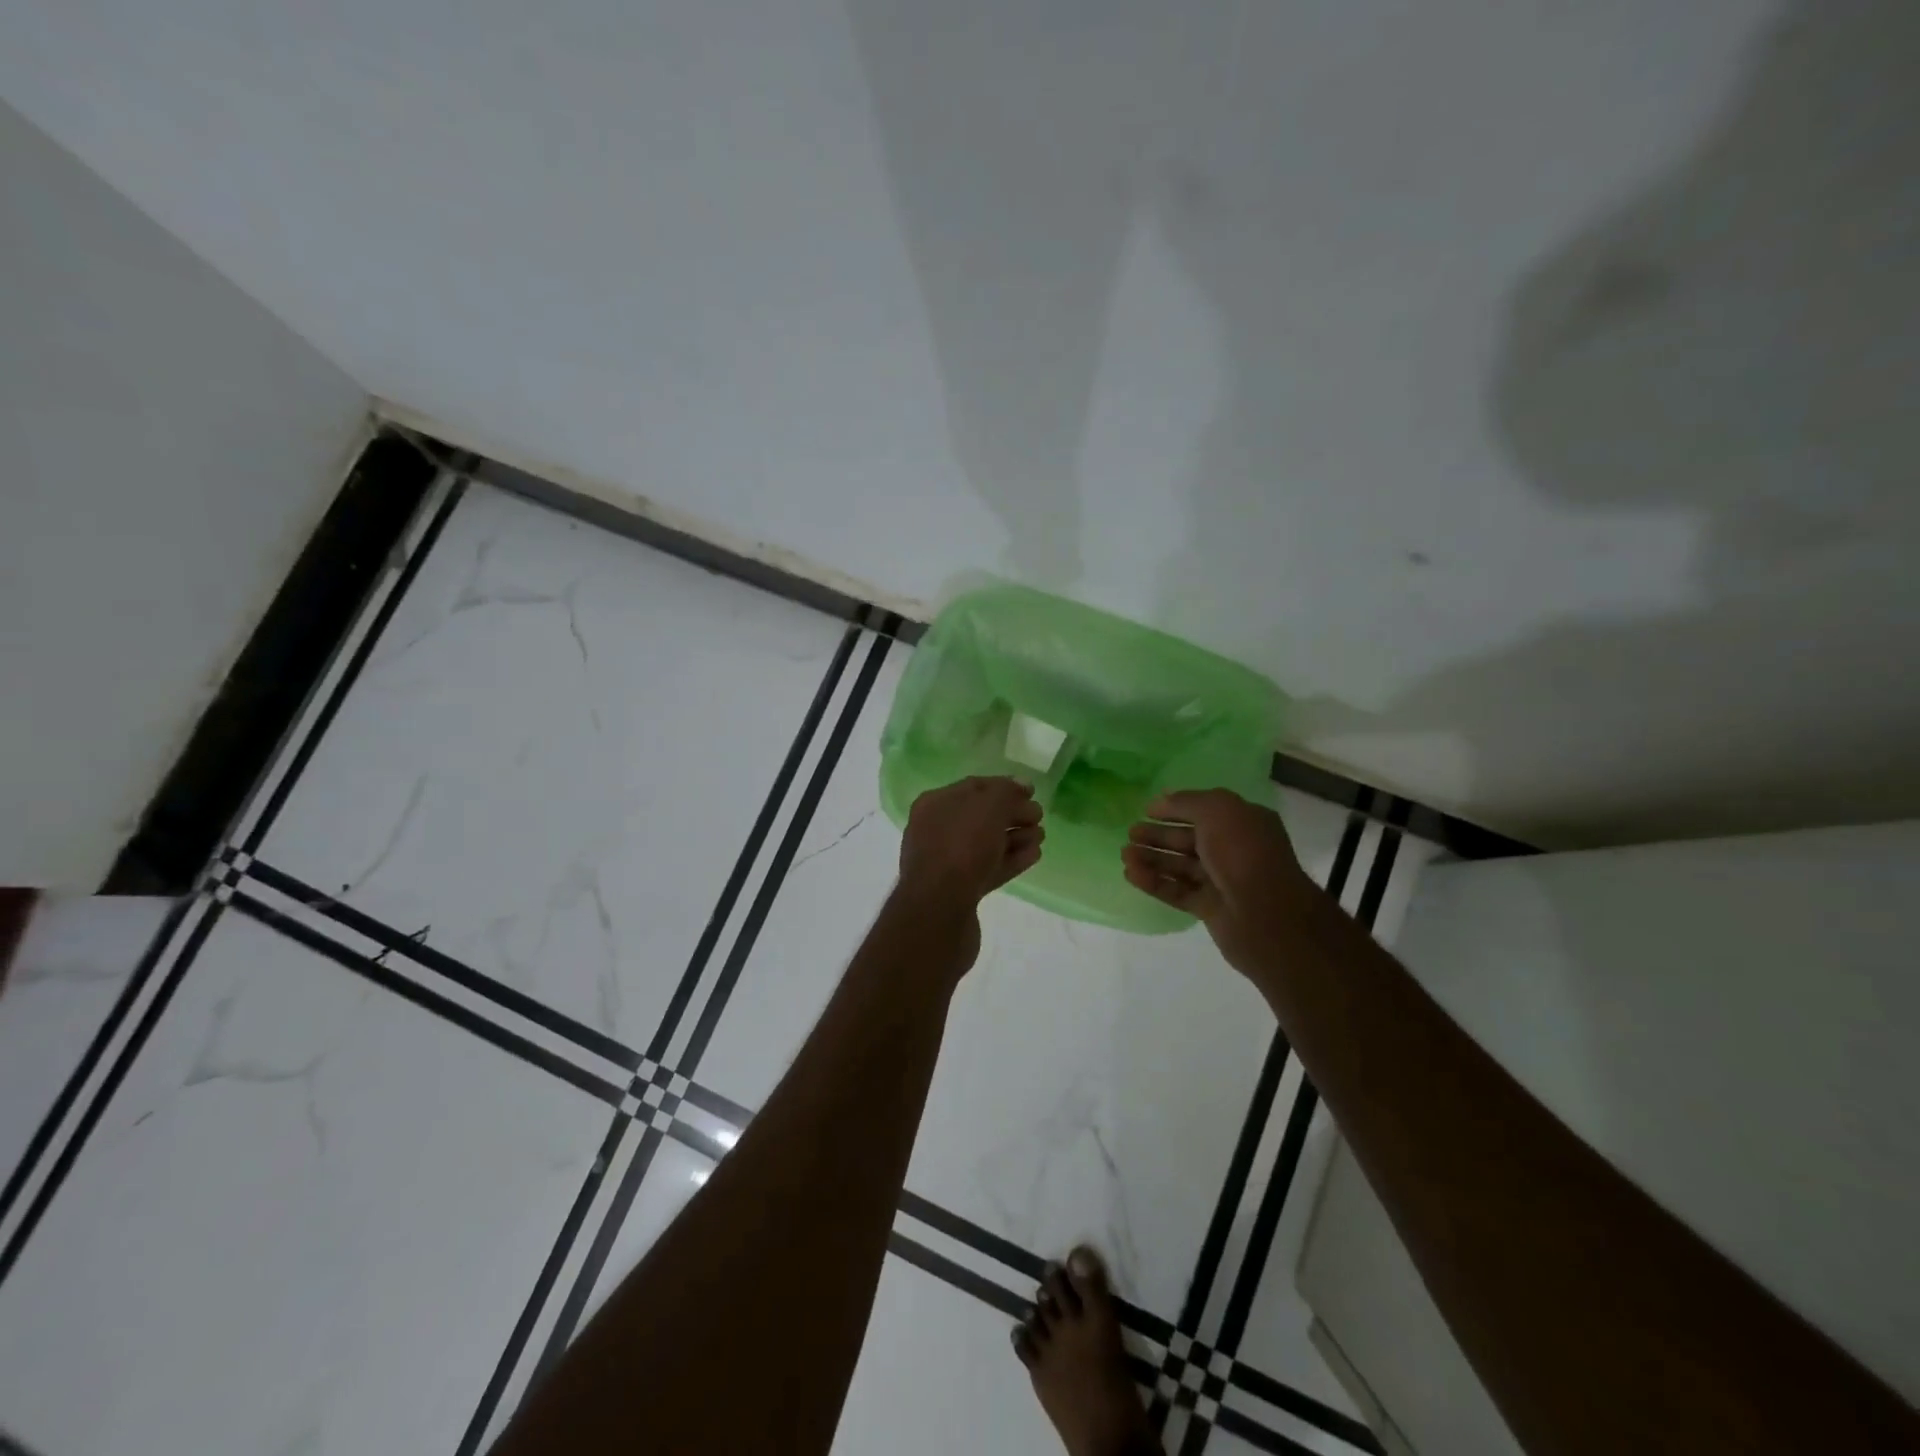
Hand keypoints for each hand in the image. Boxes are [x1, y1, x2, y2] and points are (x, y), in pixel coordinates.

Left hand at [898, 776, 1044, 911]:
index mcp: (935, 804)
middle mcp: (937, 830)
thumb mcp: (988, 807)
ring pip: (987, 844)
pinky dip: (1011, 860)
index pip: (975, 787)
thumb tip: (1022, 787)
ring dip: (1015, 837)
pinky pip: (990, 868)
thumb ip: (1007, 792)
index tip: (1033, 792)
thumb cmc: (961, 847)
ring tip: (1041, 836)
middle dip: (1012, 814)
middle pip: (982, 816)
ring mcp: (947, 863)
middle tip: (1039, 816)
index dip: (1005, 787)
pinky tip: (1033, 855)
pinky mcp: (961, 891)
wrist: (938, 911)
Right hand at [1122, 789, 1314, 975]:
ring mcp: (1222, 881)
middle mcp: (1234, 850)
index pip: (1204, 811)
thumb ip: (1187, 802)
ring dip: (1152, 858)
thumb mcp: (1217, 810)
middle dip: (1158, 835)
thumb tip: (1162, 801)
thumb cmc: (1243, 852)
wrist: (1266, 915)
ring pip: (1180, 866)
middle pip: (1188, 840)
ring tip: (1124, 854)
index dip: (1175, 809)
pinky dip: (1154, 882)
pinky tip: (1131, 874)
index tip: (1146, 810)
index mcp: (1243, 823)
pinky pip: (1177, 891)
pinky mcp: (1209, 908)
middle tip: (1130, 833)